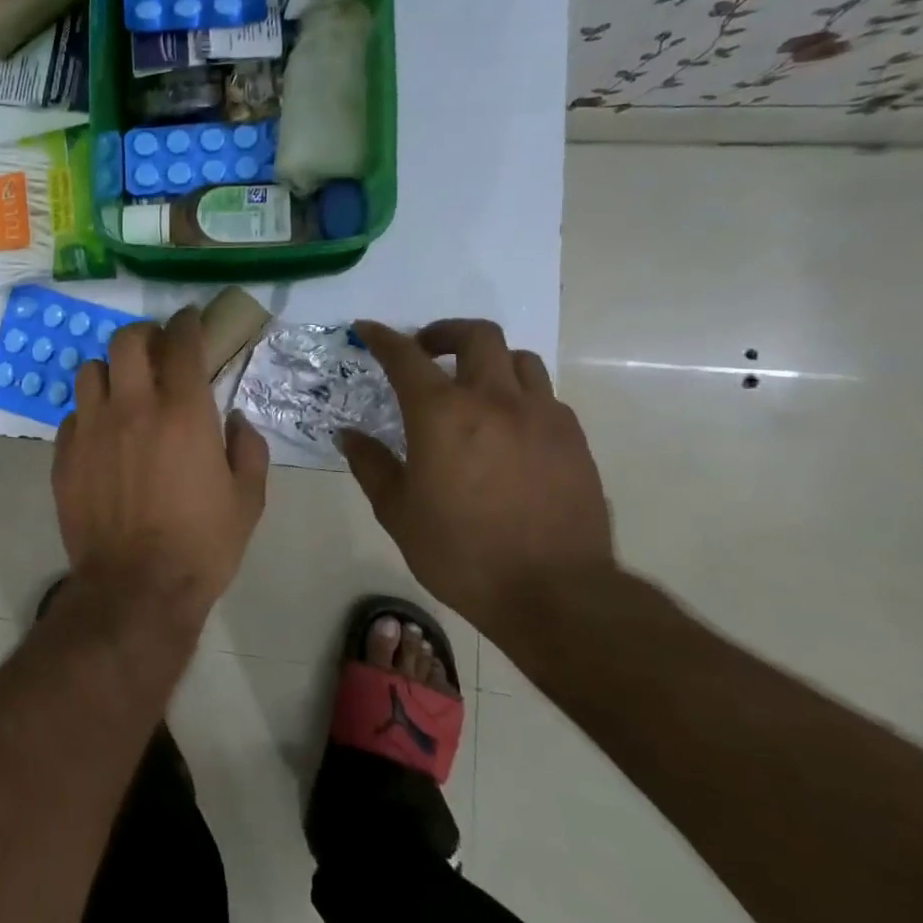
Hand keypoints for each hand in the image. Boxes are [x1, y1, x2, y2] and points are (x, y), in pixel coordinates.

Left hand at [53, 307, 269, 625]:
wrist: (137, 588)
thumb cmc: (201, 544)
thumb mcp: (248, 498)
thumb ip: (247, 447)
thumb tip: (235, 419)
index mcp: (183, 411)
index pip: (181, 343)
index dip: (187, 322)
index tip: (190, 319)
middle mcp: (133, 407)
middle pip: (127, 341)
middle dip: (144, 336)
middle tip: (156, 351)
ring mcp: (91, 428)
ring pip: (90, 369)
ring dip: (111, 370)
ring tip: (123, 389)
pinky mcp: (64, 453)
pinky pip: (73, 414)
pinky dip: (90, 413)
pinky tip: (102, 434)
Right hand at [339, 319, 614, 636]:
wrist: (556, 593)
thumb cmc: (461, 552)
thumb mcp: (398, 511)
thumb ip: (371, 465)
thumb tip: (350, 436)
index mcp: (442, 414)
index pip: (405, 356)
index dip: (383, 338)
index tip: (368, 330)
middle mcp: (494, 401)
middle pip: (477, 336)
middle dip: (445, 333)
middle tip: (426, 351)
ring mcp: (541, 417)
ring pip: (519, 359)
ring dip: (488, 361)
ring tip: (473, 386)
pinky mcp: (573, 440)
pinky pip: (545, 396)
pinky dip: (520, 395)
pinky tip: (508, 426)